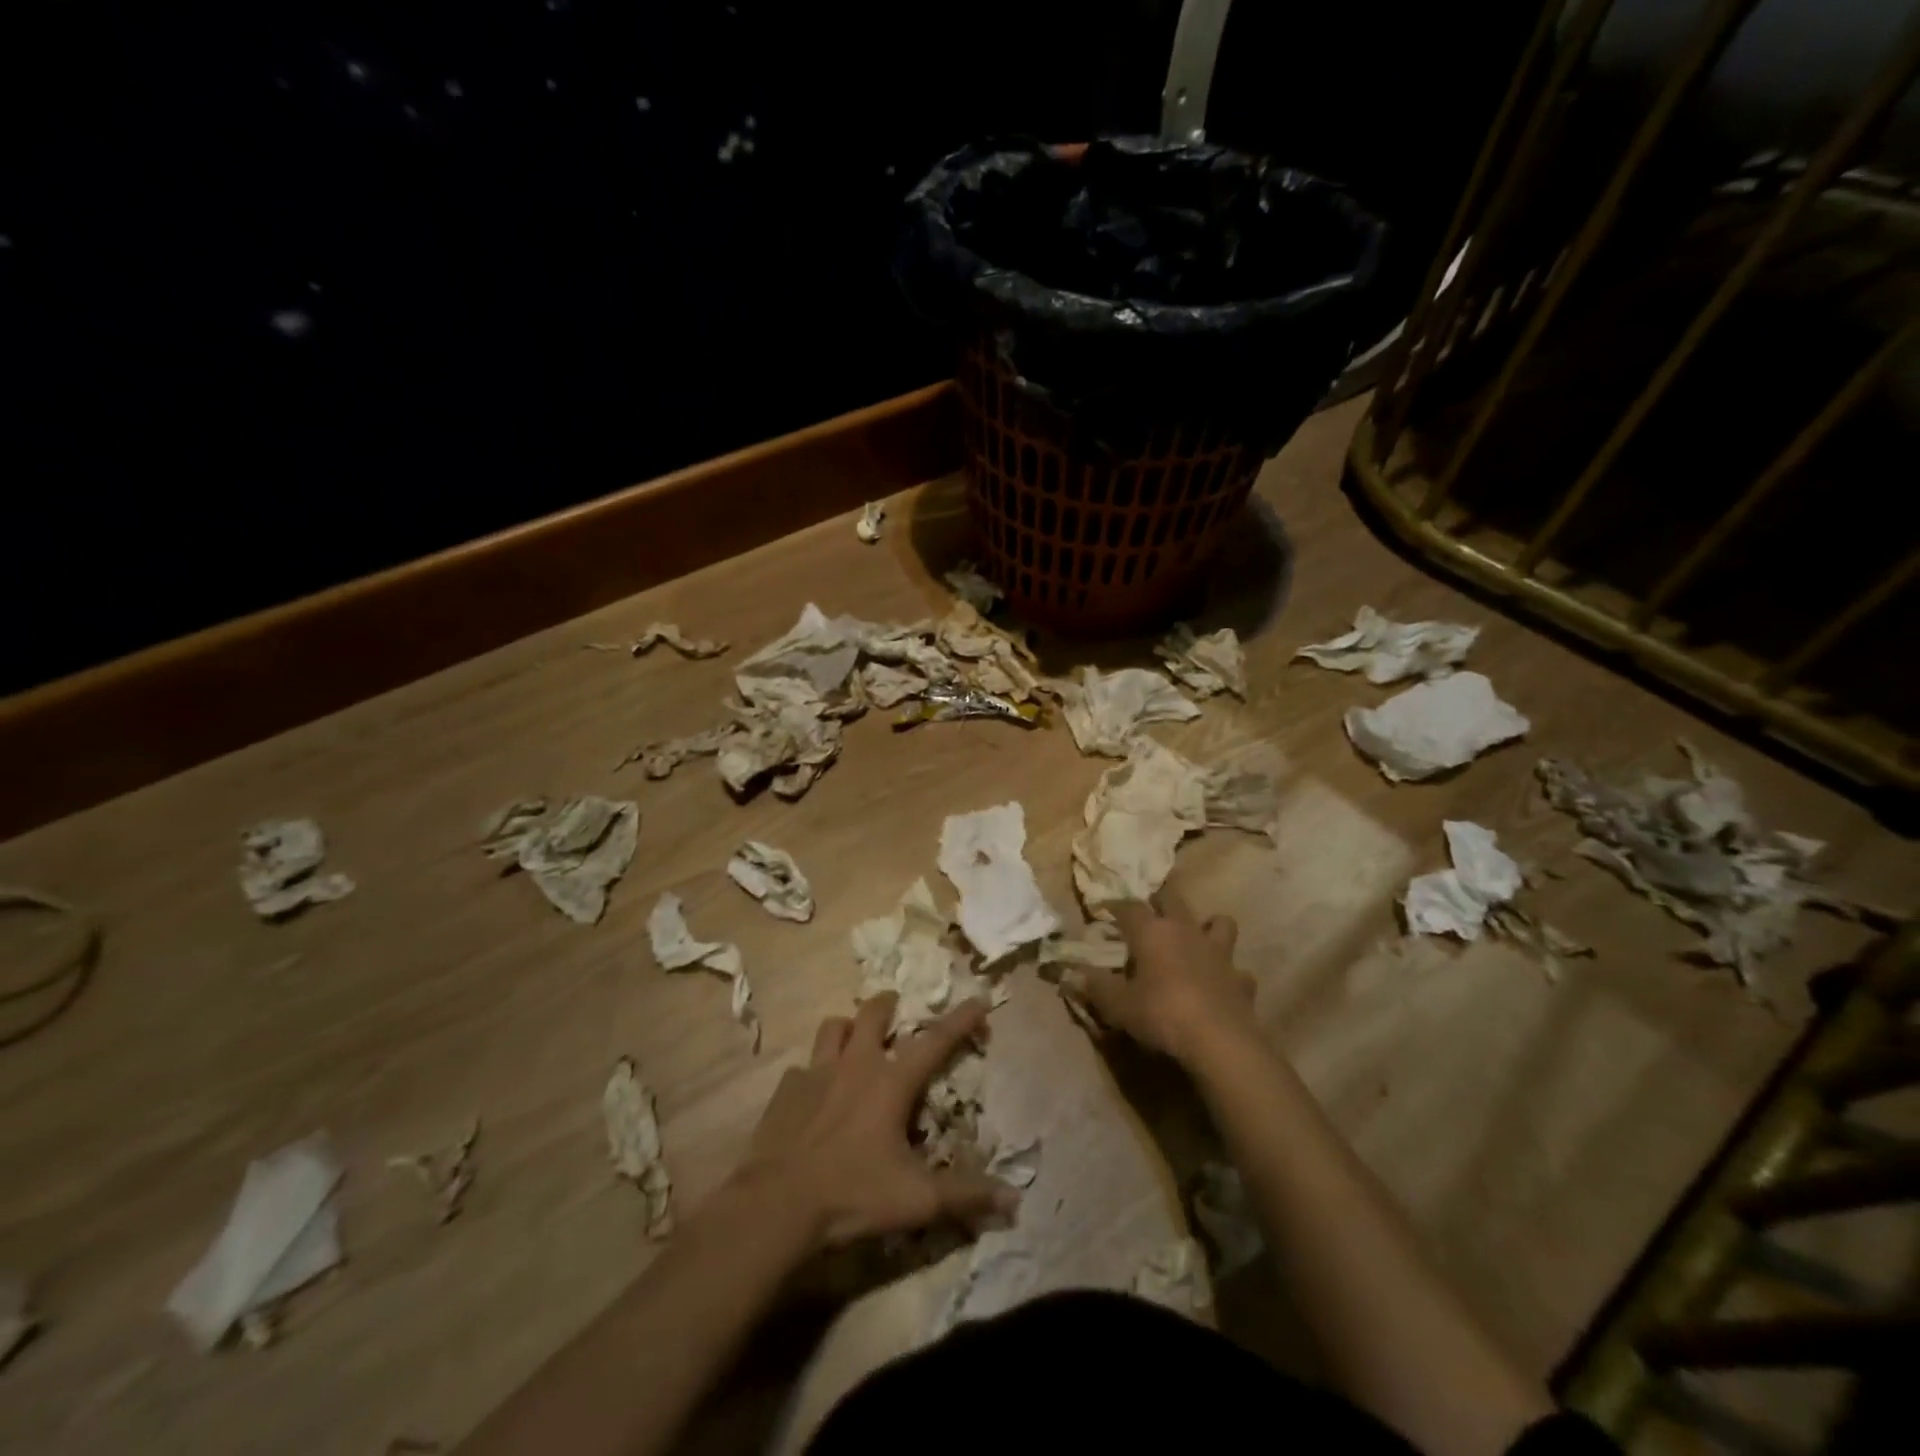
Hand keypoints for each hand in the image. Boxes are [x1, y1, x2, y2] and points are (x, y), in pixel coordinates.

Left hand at [738, 994, 1018, 1249]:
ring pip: (833, 1027)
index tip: (978, 999)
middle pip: (873, 1013)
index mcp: (892, 1082)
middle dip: (888, 1005)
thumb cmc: (853, 1195)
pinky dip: (812, 1072)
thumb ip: (966, 1196)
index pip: (936, 1041)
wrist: (777, 1205)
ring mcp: (816, 1072)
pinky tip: (812, 1093)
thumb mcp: (917, 1200)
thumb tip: (1015, 1201)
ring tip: (852, 1039)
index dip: (961, 1019)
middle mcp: (855, 1065)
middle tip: (895, 1007)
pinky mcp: (785, 1090)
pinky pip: (802, 1067)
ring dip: (847, 1027)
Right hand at [1062, 888, 1252, 1065]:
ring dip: (1208, 926)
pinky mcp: (1241, 979)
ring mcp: (1219, 953)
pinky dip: (1229, 973)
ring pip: (1219, 923)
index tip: (1104, 908)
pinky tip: (1222, 984)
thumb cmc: (1161, 1014)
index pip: (1129, 906)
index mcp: (1152, 932)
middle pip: (1173, 899)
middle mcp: (1186, 931)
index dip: (1115, 905)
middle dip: (1160, 900)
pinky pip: (1237, 969)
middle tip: (1150, 910)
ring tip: (1197, 938)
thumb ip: (1095, 986)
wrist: (1219, 1041)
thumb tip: (1071, 975)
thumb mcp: (1118, 1004)